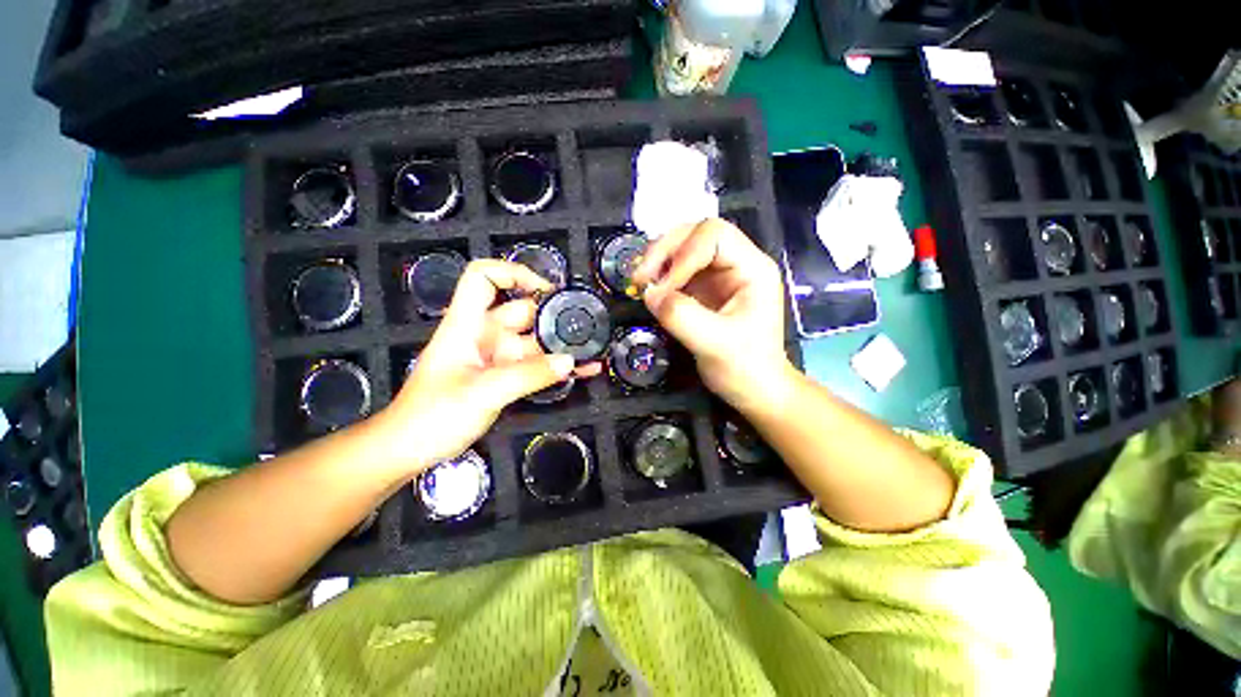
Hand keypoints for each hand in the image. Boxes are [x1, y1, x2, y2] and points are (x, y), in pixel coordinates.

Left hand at [380, 260, 597, 472]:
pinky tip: (583, 370)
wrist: (411, 449)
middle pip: (521, 311)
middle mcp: (484, 334)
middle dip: (553, 315)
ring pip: (534, 341)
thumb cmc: (432, 416)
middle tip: (587, 326)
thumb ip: (528, 375)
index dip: (513, 273)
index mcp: (467, 324)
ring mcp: (496, 356)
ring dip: (561, 344)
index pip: (483, 278)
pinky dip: (557, 366)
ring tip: (594, 349)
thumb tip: (569, 361)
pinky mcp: (505, 376)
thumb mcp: (482, 392)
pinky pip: (536, 365)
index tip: (546, 288)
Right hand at [632, 218, 794, 412]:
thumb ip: (681, 316)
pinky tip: (649, 288)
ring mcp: (719, 275)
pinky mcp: (704, 288)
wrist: (754, 389)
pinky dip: (660, 275)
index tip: (662, 289)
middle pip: (697, 233)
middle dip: (665, 250)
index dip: (683, 255)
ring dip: (659, 260)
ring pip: (684, 247)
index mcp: (752, 269)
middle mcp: (737, 263)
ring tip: (641, 282)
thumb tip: (649, 293)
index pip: (714, 236)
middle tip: (640, 277)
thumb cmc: (746, 368)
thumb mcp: (715, 344)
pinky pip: (677, 269)